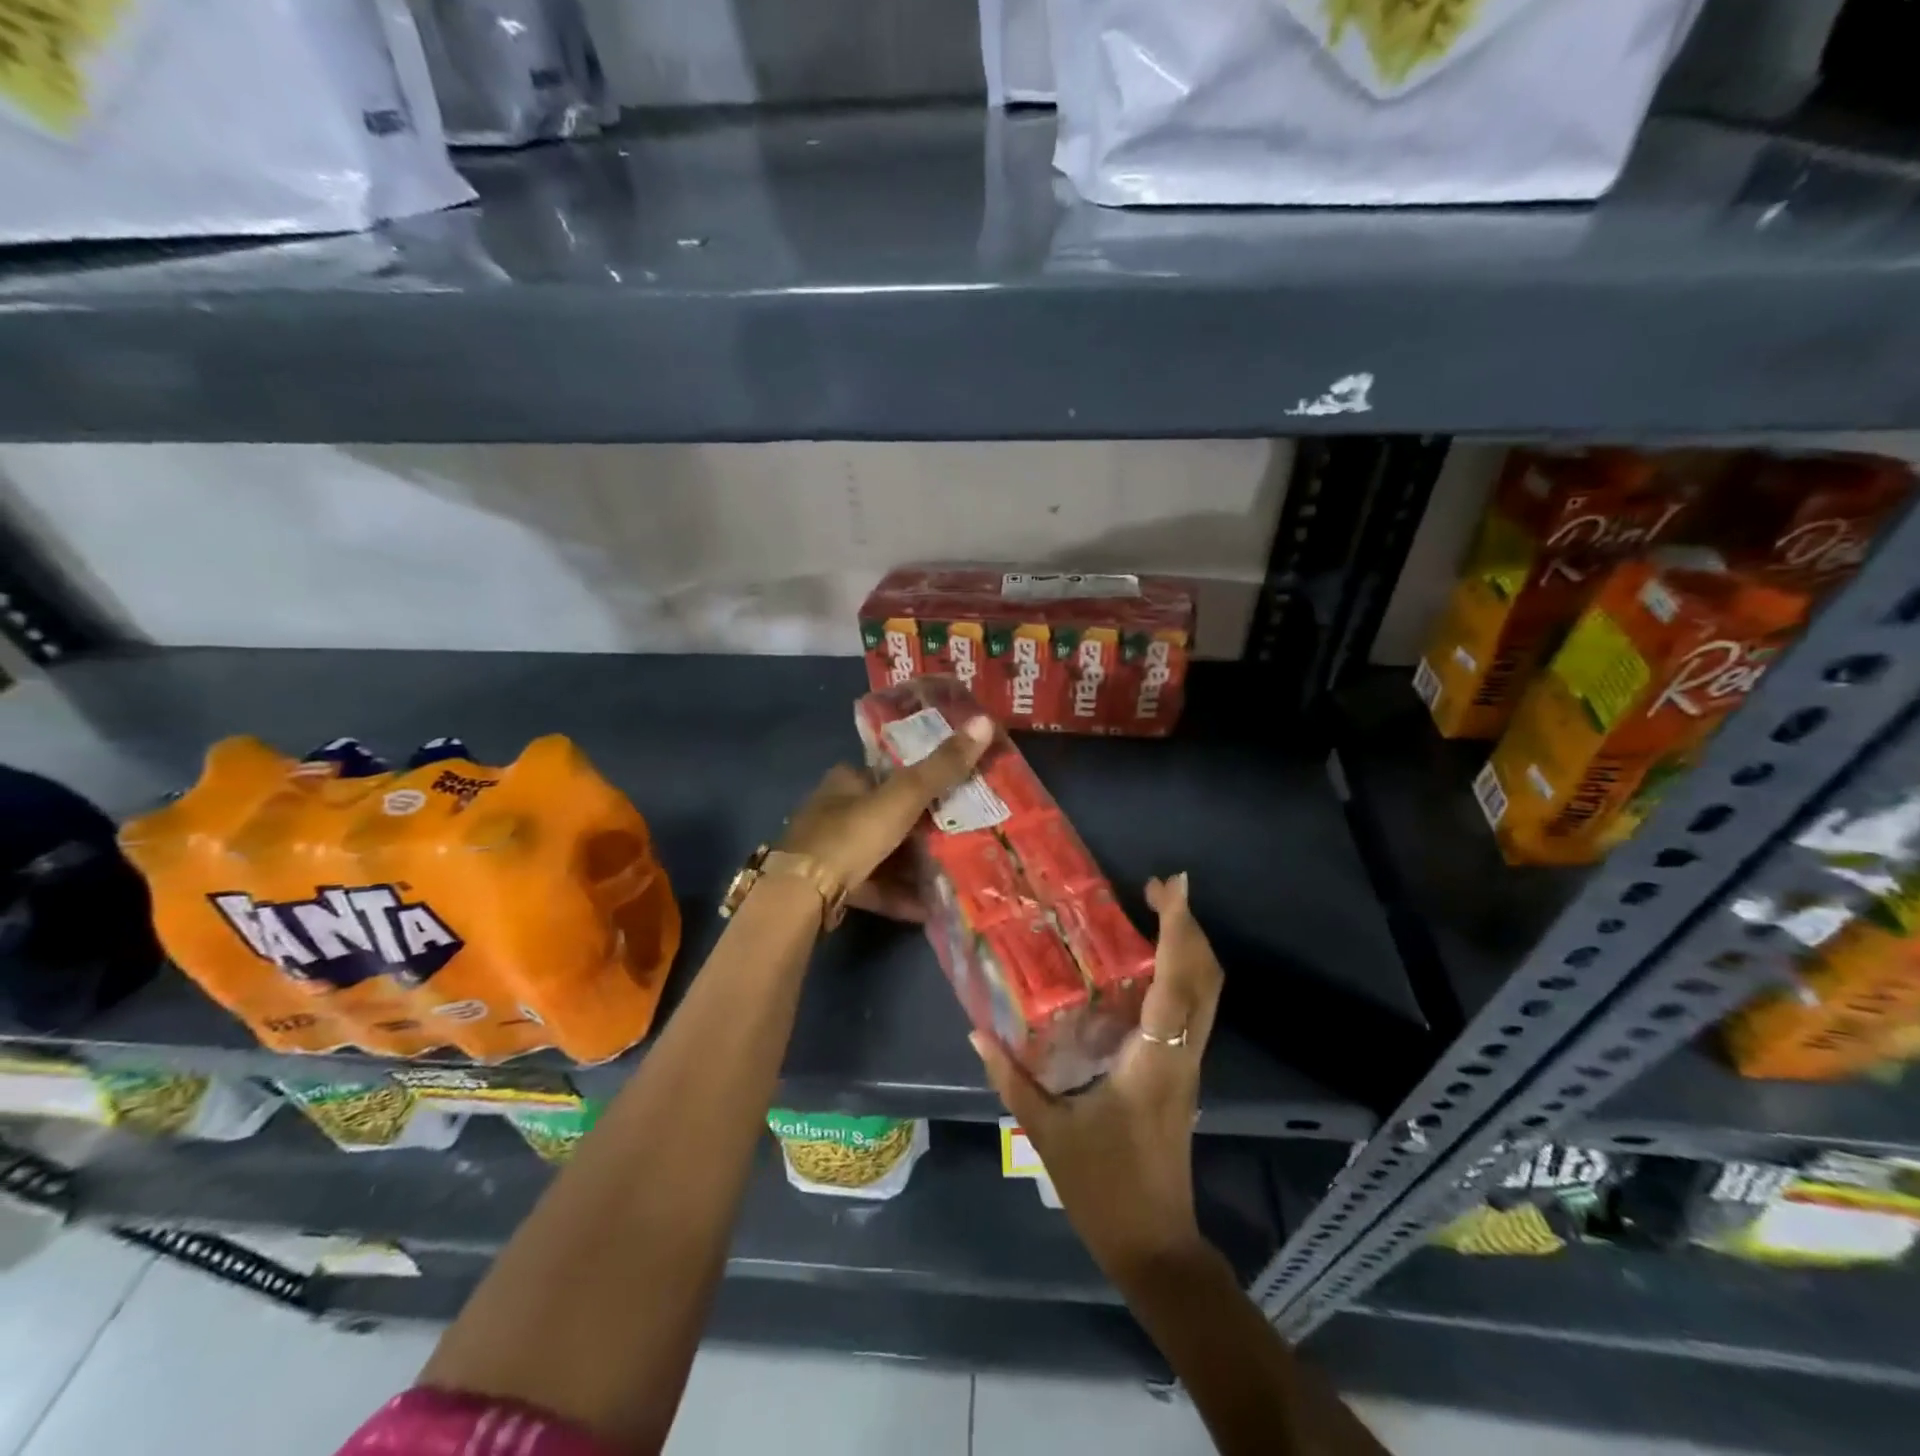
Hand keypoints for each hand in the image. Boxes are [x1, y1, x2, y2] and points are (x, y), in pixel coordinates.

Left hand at [780, 716, 994, 920]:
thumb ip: (942, 766)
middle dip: (920, 828)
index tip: (952, 791)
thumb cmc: (851, 834)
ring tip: (950, 874)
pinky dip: (899, 894)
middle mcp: (834, 811)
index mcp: (845, 781)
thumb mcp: (903, 797)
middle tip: (959, 835)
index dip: (917, 779)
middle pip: (886, 815)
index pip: (886, 772)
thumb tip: (985, 721)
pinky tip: (927, 907)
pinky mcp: (831, 886)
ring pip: (881, 854)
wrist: (801, 894)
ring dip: (912, 865)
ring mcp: (830, 851)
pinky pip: (874, 886)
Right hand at [972, 873, 1223, 1280]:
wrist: (1155, 1246)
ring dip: (1189, 946)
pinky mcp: (1183, 1073)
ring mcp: (1188, 1063)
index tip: (1171, 886)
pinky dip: (1182, 973)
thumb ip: (1011, 1078)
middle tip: (1160, 887)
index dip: (1178, 928)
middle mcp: (1181, 1052)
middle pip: (1206, 977)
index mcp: (1154, 1058)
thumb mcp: (1048, 1131)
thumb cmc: (1104, 1187)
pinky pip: (1194, 1009)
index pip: (1177, 980)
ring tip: (1157, 912)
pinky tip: (1147, 965)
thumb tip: (976, 1033)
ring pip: (1207, 992)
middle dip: (1190, 925)